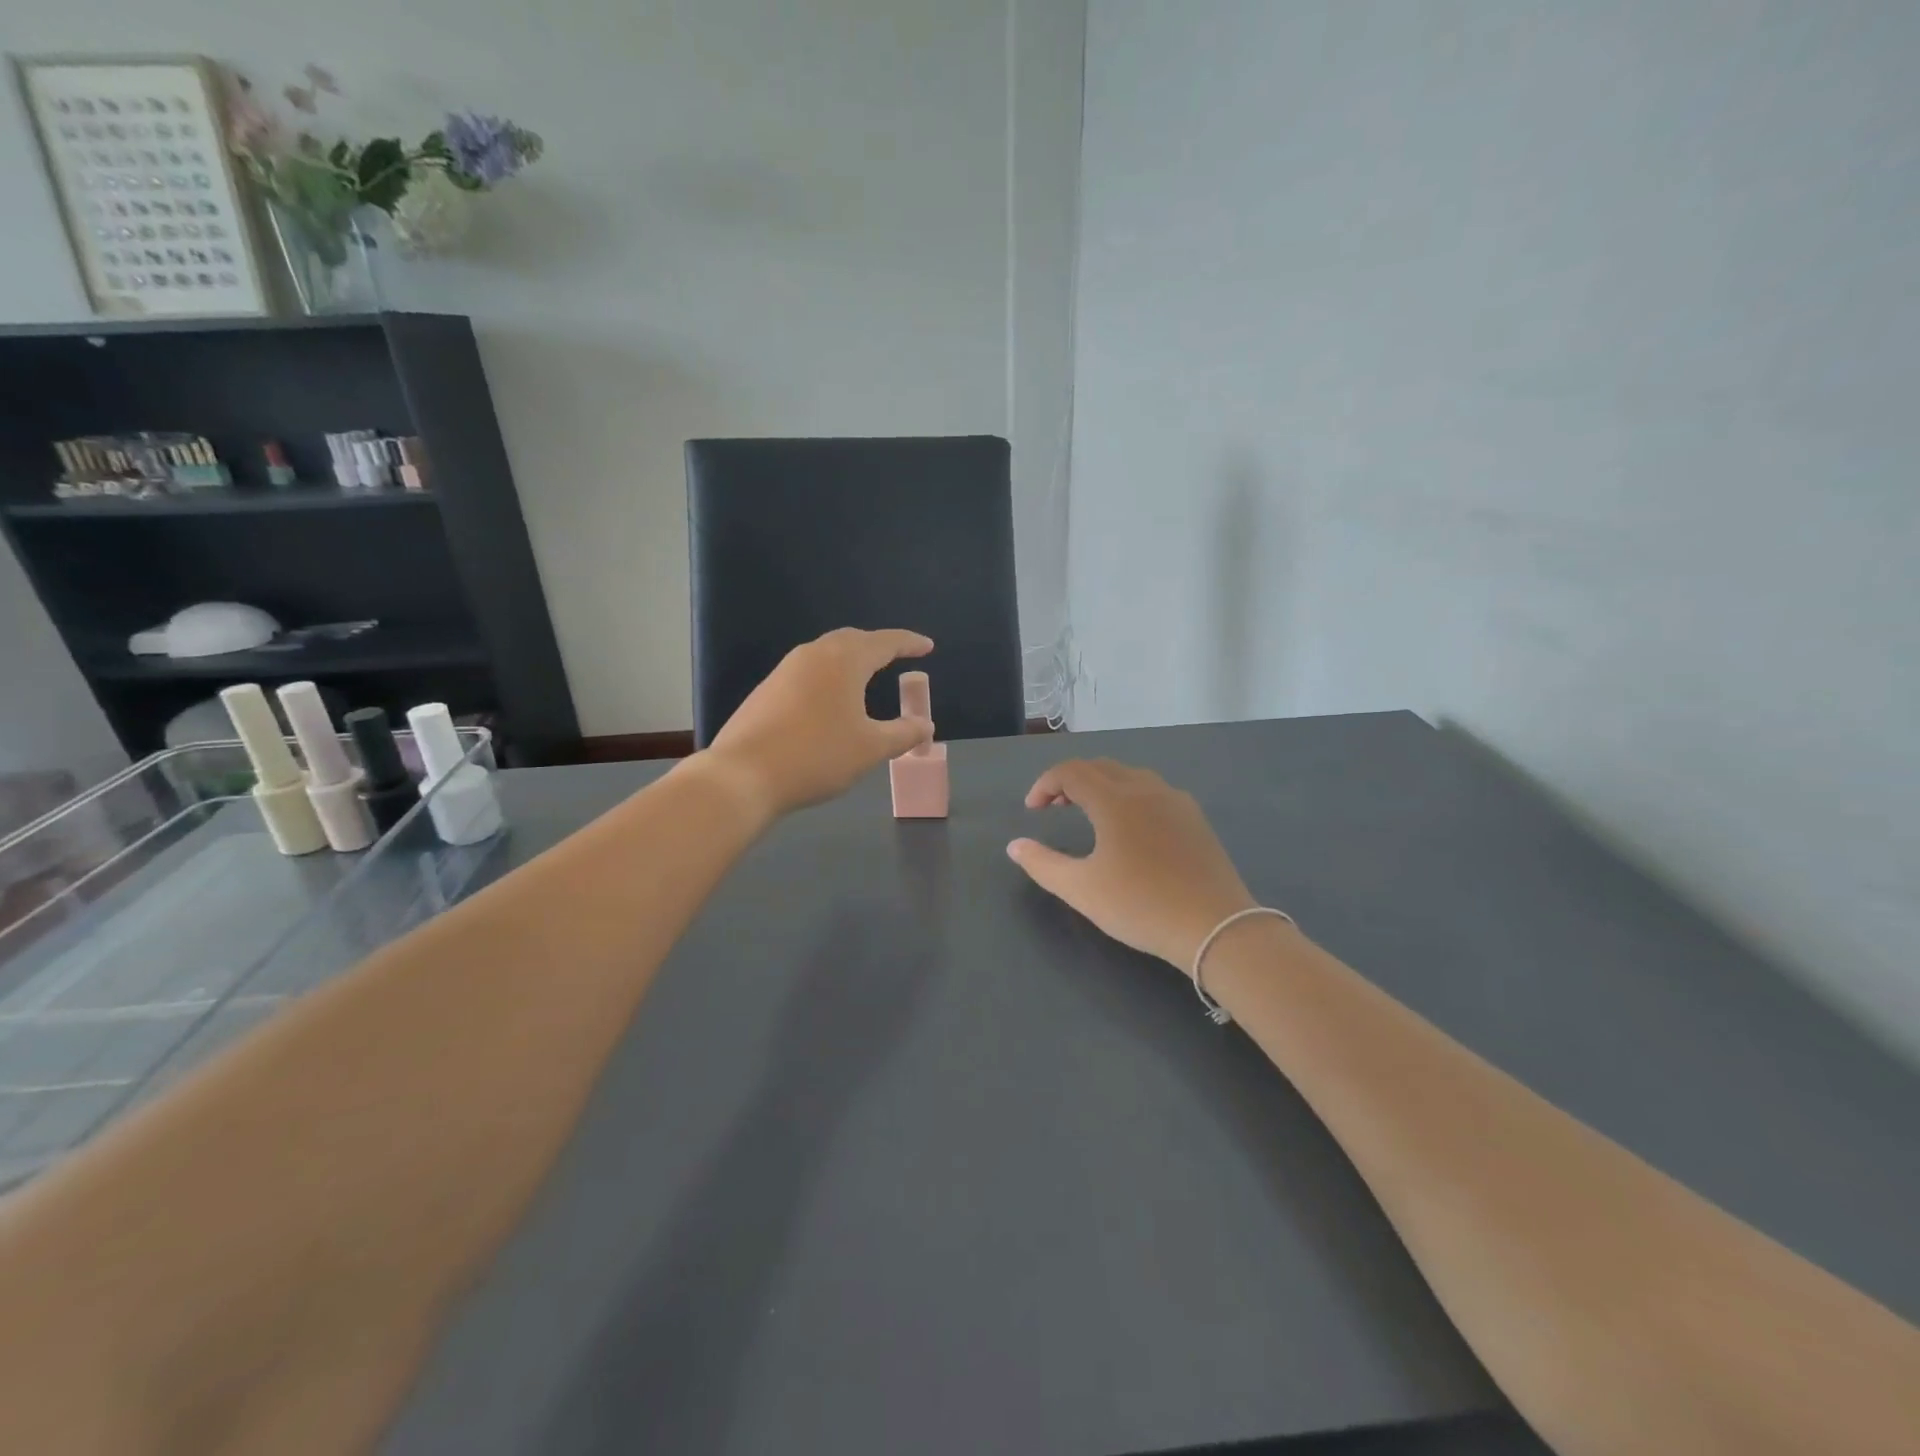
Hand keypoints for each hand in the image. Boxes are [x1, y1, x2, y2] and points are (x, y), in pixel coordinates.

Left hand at [704, 628, 934, 817]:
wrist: (744, 775)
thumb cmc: (817, 756)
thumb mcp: (870, 749)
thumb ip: (903, 734)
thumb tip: (925, 725)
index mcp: (844, 661)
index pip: (884, 642)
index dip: (909, 643)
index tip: (927, 646)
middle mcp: (813, 655)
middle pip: (852, 640)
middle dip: (878, 646)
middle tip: (898, 656)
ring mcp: (785, 670)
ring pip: (826, 654)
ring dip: (851, 660)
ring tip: (867, 676)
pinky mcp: (767, 690)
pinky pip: (808, 672)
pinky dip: (829, 676)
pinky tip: (830, 700)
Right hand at [1008, 759, 1259, 972]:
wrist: (1216, 927)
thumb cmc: (1141, 905)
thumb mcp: (1081, 890)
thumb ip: (1042, 864)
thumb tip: (1015, 845)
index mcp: (1115, 800)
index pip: (1071, 772)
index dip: (1045, 784)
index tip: (1032, 810)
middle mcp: (1146, 789)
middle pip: (1100, 767)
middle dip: (1071, 781)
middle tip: (1054, 808)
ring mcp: (1176, 801)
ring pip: (1130, 776)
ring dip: (1102, 785)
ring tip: (1089, 814)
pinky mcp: (1195, 819)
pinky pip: (1154, 791)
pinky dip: (1129, 796)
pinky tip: (1130, 828)